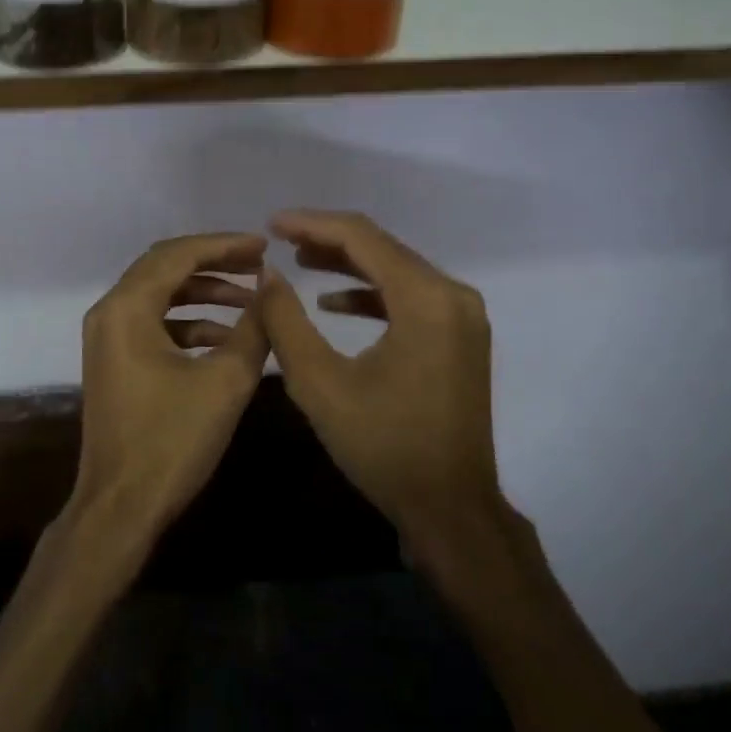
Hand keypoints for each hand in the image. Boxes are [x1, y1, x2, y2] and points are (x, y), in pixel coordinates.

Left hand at [71, 233, 270, 556]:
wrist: (121, 505)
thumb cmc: (171, 441)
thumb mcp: (225, 381)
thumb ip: (254, 327)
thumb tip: (272, 288)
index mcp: (126, 308)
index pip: (178, 255)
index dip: (224, 246)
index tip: (264, 246)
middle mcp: (109, 313)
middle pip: (165, 268)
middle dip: (214, 263)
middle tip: (258, 264)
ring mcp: (107, 339)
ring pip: (160, 296)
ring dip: (204, 294)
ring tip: (251, 301)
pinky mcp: (115, 362)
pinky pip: (154, 325)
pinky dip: (189, 323)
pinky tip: (227, 338)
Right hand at [257, 211, 502, 552]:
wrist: (450, 507)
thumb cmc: (383, 446)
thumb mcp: (319, 383)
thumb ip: (286, 322)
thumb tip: (267, 274)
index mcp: (426, 299)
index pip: (363, 238)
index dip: (312, 224)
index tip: (270, 224)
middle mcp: (454, 296)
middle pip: (383, 248)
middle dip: (328, 240)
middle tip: (278, 240)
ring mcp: (463, 317)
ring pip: (396, 270)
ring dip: (348, 264)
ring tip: (299, 262)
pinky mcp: (460, 337)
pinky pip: (410, 297)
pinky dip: (371, 293)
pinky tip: (334, 303)